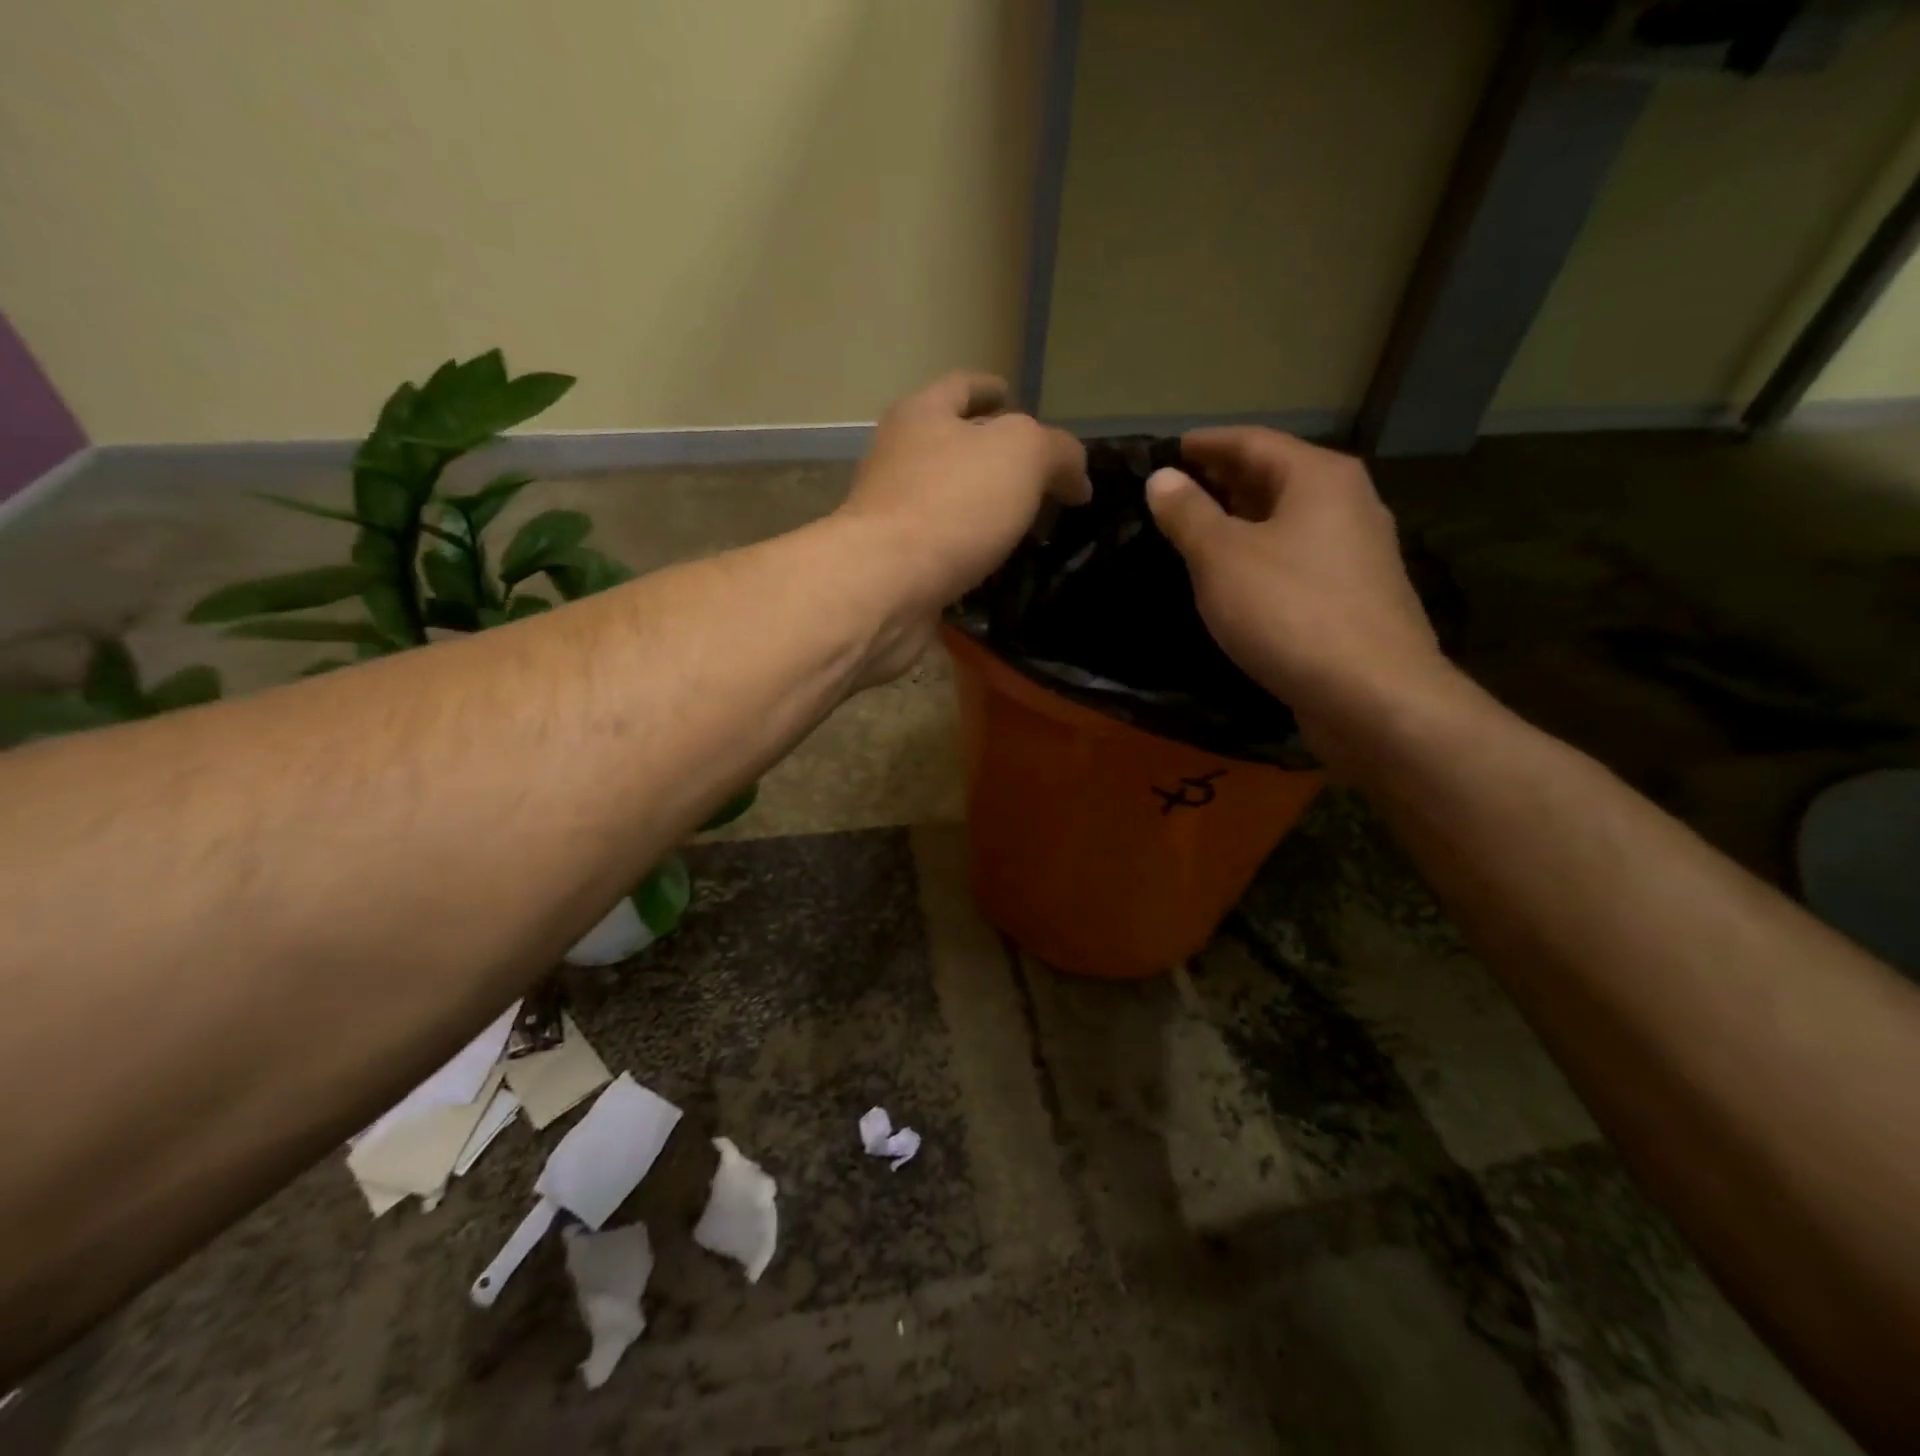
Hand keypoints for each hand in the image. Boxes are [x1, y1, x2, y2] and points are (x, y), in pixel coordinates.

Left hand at [835, 371, 1089, 679]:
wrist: (885, 586)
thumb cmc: (951, 504)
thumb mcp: (1023, 455)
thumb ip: (1057, 453)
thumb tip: (1076, 479)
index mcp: (922, 416)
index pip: (962, 387)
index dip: (991, 388)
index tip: (1013, 398)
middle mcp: (898, 460)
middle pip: (950, 445)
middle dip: (990, 455)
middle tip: (1036, 476)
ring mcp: (891, 517)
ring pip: (946, 502)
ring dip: (982, 510)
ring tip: (1025, 526)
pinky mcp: (895, 567)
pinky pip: (941, 552)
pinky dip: (969, 555)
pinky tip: (997, 568)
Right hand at [1146, 427, 1456, 760]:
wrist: (1371, 694)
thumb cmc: (1289, 611)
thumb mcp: (1221, 558)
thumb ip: (1188, 515)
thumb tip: (1162, 478)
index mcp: (1319, 478)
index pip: (1253, 441)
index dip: (1206, 444)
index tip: (1168, 450)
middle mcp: (1348, 503)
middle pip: (1276, 477)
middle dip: (1224, 480)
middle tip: (1176, 491)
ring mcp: (1358, 552)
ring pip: (1289, 520)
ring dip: (1243, 520)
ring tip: (1199, 532)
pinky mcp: (1357, 596)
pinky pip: (1299, 558)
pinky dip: (1263, 555)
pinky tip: (1238, 578)